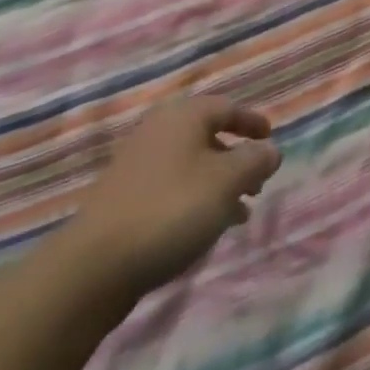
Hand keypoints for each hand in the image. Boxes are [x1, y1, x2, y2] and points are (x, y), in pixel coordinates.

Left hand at [69, 94, 281, 298]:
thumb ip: (254, 161)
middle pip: (207, 134)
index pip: (226, 107)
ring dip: (218, 181)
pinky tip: (206, 227)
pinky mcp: (126, 195)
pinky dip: (196, 196)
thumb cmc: (172, 209)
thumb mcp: (225, 182)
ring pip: (190, 162)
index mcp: (183, 115)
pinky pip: (173, 185)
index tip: (271, 137)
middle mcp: (159, 129)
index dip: (251, 122)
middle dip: (236, 156)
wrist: (98, 262)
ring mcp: (138, 162)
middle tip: (257, 182)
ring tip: (240, 211)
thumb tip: (270, 149)